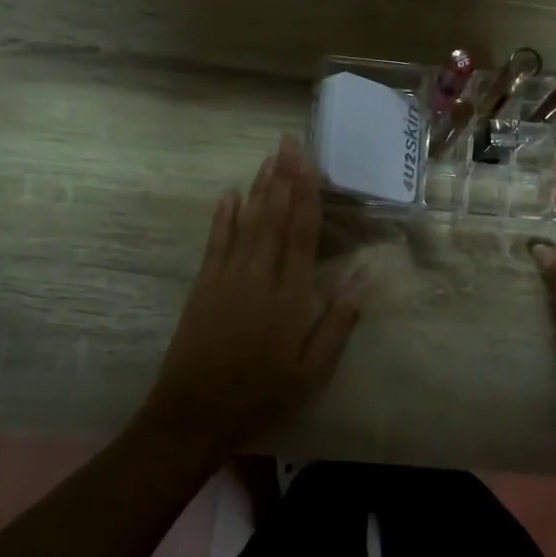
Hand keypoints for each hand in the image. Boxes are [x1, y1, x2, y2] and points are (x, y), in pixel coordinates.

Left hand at [142, 137, 361, 457]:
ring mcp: (226, 279)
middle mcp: (258, 278)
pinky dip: (223, 217)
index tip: (309, 162)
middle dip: (283, 178)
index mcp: (289, 297)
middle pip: (273, 219)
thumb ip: (338, 324)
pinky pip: (215, 243)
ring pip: (247, 223)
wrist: (193, 415)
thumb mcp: (312, 372)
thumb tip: (362, 279)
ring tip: (269, 158)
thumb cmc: (260, 395)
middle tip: (288, 141)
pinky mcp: (203, 287)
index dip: (306, 195)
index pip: (301, 235)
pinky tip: (229, 194)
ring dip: (259, 189)